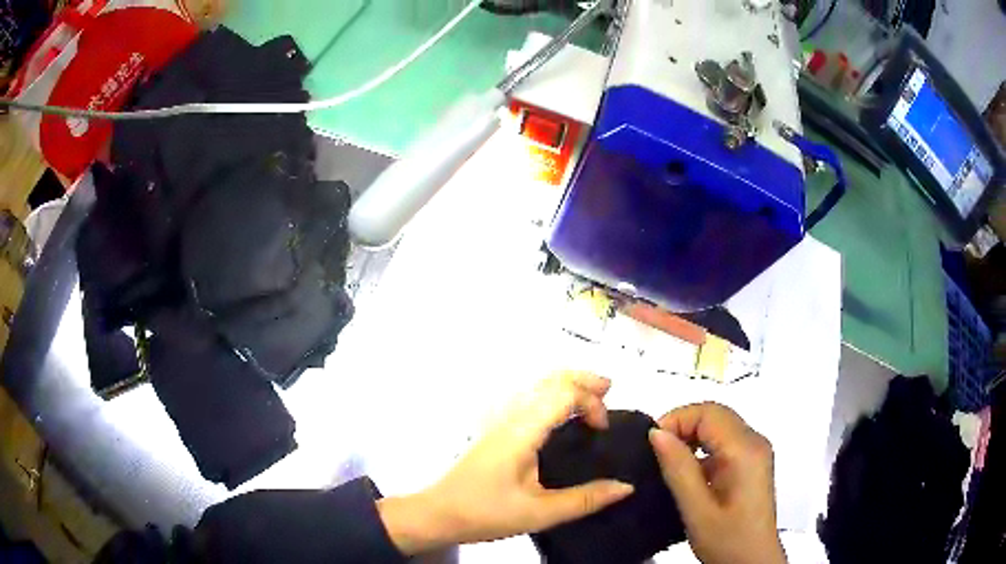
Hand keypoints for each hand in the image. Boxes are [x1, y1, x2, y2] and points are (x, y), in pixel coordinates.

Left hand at [378, 372, 633, 554]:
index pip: (563, 394)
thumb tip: (626, 487)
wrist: (439, 513)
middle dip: (583, 379)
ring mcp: (499, 420)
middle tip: (610, 389)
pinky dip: (552, 393)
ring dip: (567, 383)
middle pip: (549, 379)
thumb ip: (585, 500)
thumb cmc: (486, 512)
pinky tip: (560, 413)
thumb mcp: (539, 513)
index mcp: (522, 431)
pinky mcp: (494, 429)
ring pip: (536, 385)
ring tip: (592, 396)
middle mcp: (510, 416)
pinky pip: (528, 397)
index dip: (591, 402)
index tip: (603, 429)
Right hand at [649, 403, 785, 563]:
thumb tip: (656, 433)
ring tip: (667, 464)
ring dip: (691, 437)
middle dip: (682, 426)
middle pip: (715, 415)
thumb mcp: (697, 510)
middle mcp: (755, 442)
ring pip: (719, 426)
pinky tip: (688, 474)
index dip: (677, 420)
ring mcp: (756, 452)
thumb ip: (678, 469)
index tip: (651, 445)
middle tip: (655, 454)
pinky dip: (702, 449)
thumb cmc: (726, 540)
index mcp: (745, 450)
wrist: (753, 561)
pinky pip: (724, 442)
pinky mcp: (752, 463)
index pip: (708, 412)